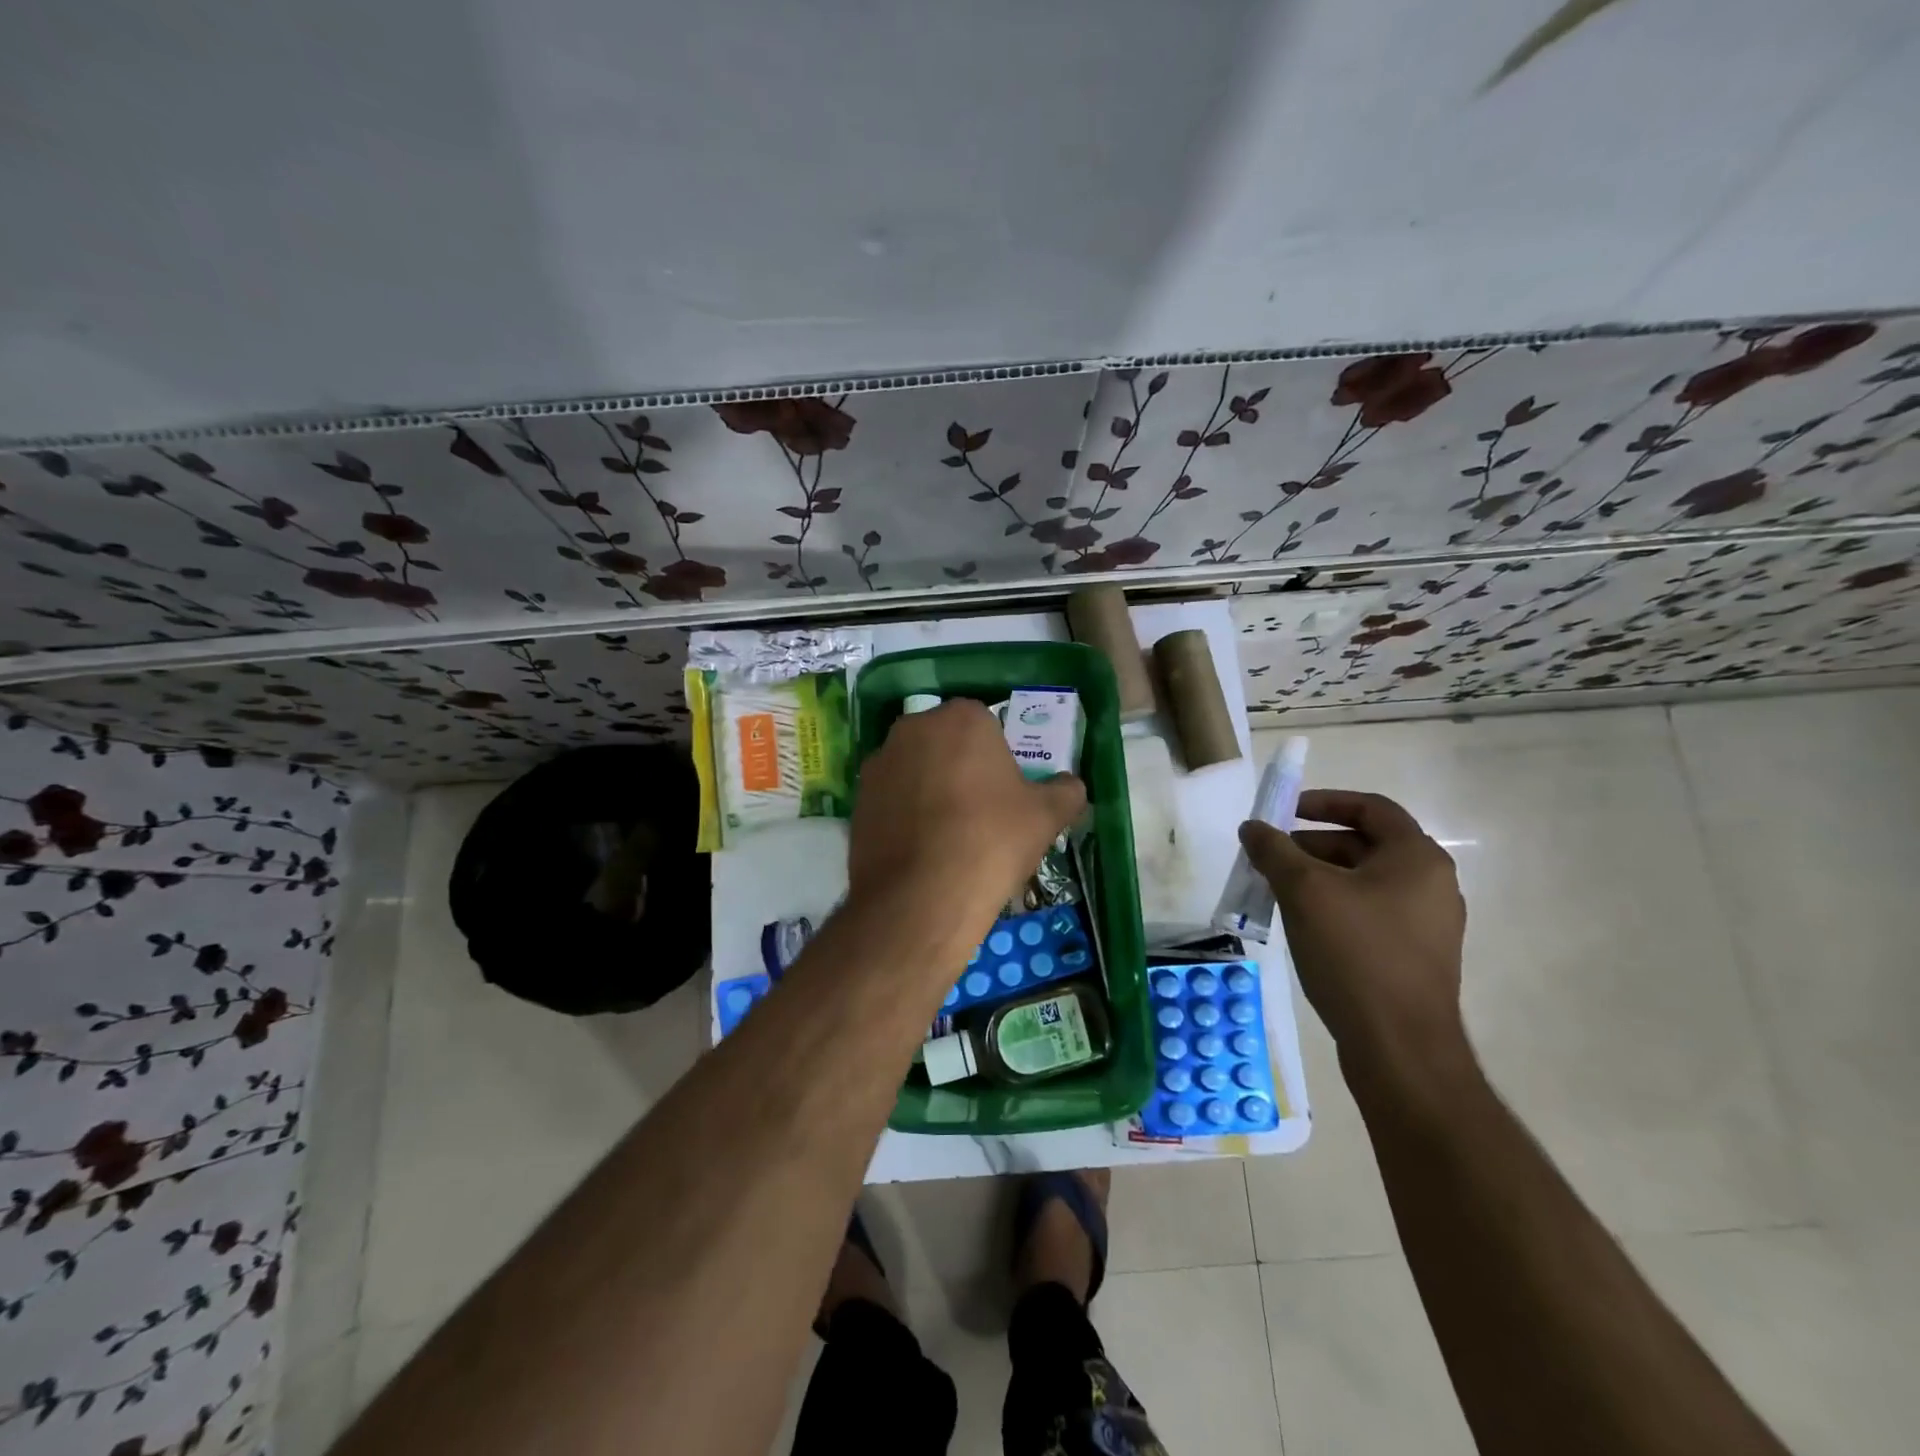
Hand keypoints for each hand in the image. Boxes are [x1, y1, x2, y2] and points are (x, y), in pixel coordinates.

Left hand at [849, 699, 1084, 930]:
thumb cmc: (991, 842)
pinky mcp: (857, 799)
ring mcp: (879, 763)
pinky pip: (891, 798)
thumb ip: (1065, 792)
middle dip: (961, 767)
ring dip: (930, 789)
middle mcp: (913, 728)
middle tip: (980, 812)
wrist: (921, 898)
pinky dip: (905, 814)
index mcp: (962, 718)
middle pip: (946, 742)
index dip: (998, 758)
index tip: (1006, 792)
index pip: (986, 724)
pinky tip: (920, 850)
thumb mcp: (1046, 817)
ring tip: (948, 835)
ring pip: (916, 769)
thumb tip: (1071, 786)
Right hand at [1238, 789, 1467, 1074]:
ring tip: (1277, 891)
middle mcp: (1431, 885)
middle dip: (1311, 845)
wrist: (1399, 1047)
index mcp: (1417, 859)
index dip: (1324, 802)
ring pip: (1363, 882)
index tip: (1283, 811)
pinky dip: (1334, 906)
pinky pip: (1369, 913)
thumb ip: (1275, 851)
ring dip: (1318, 877)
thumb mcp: (1305, 892)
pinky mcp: (1414, 956)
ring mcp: (1426, 924)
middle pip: (1364, 845)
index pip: (1371, 808)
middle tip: (1270, 857)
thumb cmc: (1355, 954)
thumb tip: (1252, 827)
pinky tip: (1302, 925)